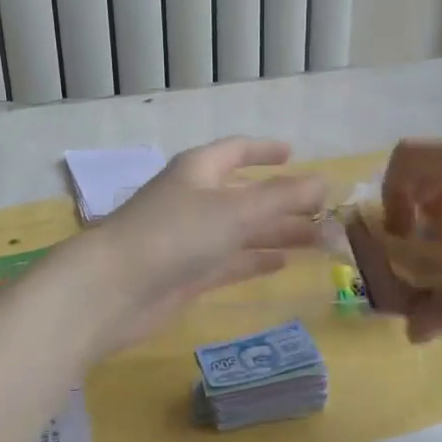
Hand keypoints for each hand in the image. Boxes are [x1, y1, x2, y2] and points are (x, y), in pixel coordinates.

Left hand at [83, 138, 327, 353]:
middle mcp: (194, 199)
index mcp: (199, 170)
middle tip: (327, 213)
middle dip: (285, 202)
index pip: (237, 151)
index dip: (265, 151)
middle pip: (247, 195)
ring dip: (279, 233)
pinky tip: (283, 263)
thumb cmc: (175, 234)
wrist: (114, 290)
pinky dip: (256, 260)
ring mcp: (190, 239)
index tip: (294, 154)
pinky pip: (231, 262)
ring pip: (243, 231)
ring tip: (321, 241)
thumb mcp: (236, 210)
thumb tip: (325, 181)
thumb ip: (283, 196)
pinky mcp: (188, 274)